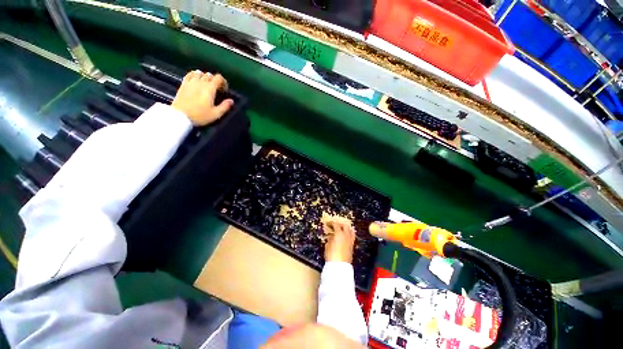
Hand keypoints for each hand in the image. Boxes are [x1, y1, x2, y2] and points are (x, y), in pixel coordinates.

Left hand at [171, 70, 233, 125]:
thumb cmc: (200, 116)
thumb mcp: (216, 114)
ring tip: (207, 84)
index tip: (224, 90)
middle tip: (217, 89)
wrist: (180, 116)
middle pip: (209, 75)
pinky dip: (195, 75)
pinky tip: (196, 80)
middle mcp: (200, 82)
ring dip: (205, 77)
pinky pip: (190, 74)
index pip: (218, 78)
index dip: (223, 82)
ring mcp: (191, 82)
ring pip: (200, 73)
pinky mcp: (183, 84)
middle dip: (215, 80)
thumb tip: (231, 101)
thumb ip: (225, 106)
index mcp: (210, 88)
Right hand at [322, 214, 355, 263]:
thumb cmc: (332, 255)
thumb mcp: (327, 245)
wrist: (339, 267)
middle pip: (345, 226)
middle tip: (334, 225)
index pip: (336, 225)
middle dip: (340, 224)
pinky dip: (347, 234)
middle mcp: (346, 236)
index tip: (328, 223)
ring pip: (350, 231)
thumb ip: (330, 239)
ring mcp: (350, 241)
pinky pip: (351, 237)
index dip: (331, 223)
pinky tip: (343, 238)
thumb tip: (331, 236)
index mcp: (340, 234)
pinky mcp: (352, 247)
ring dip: (345, 229)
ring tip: (341, 230)